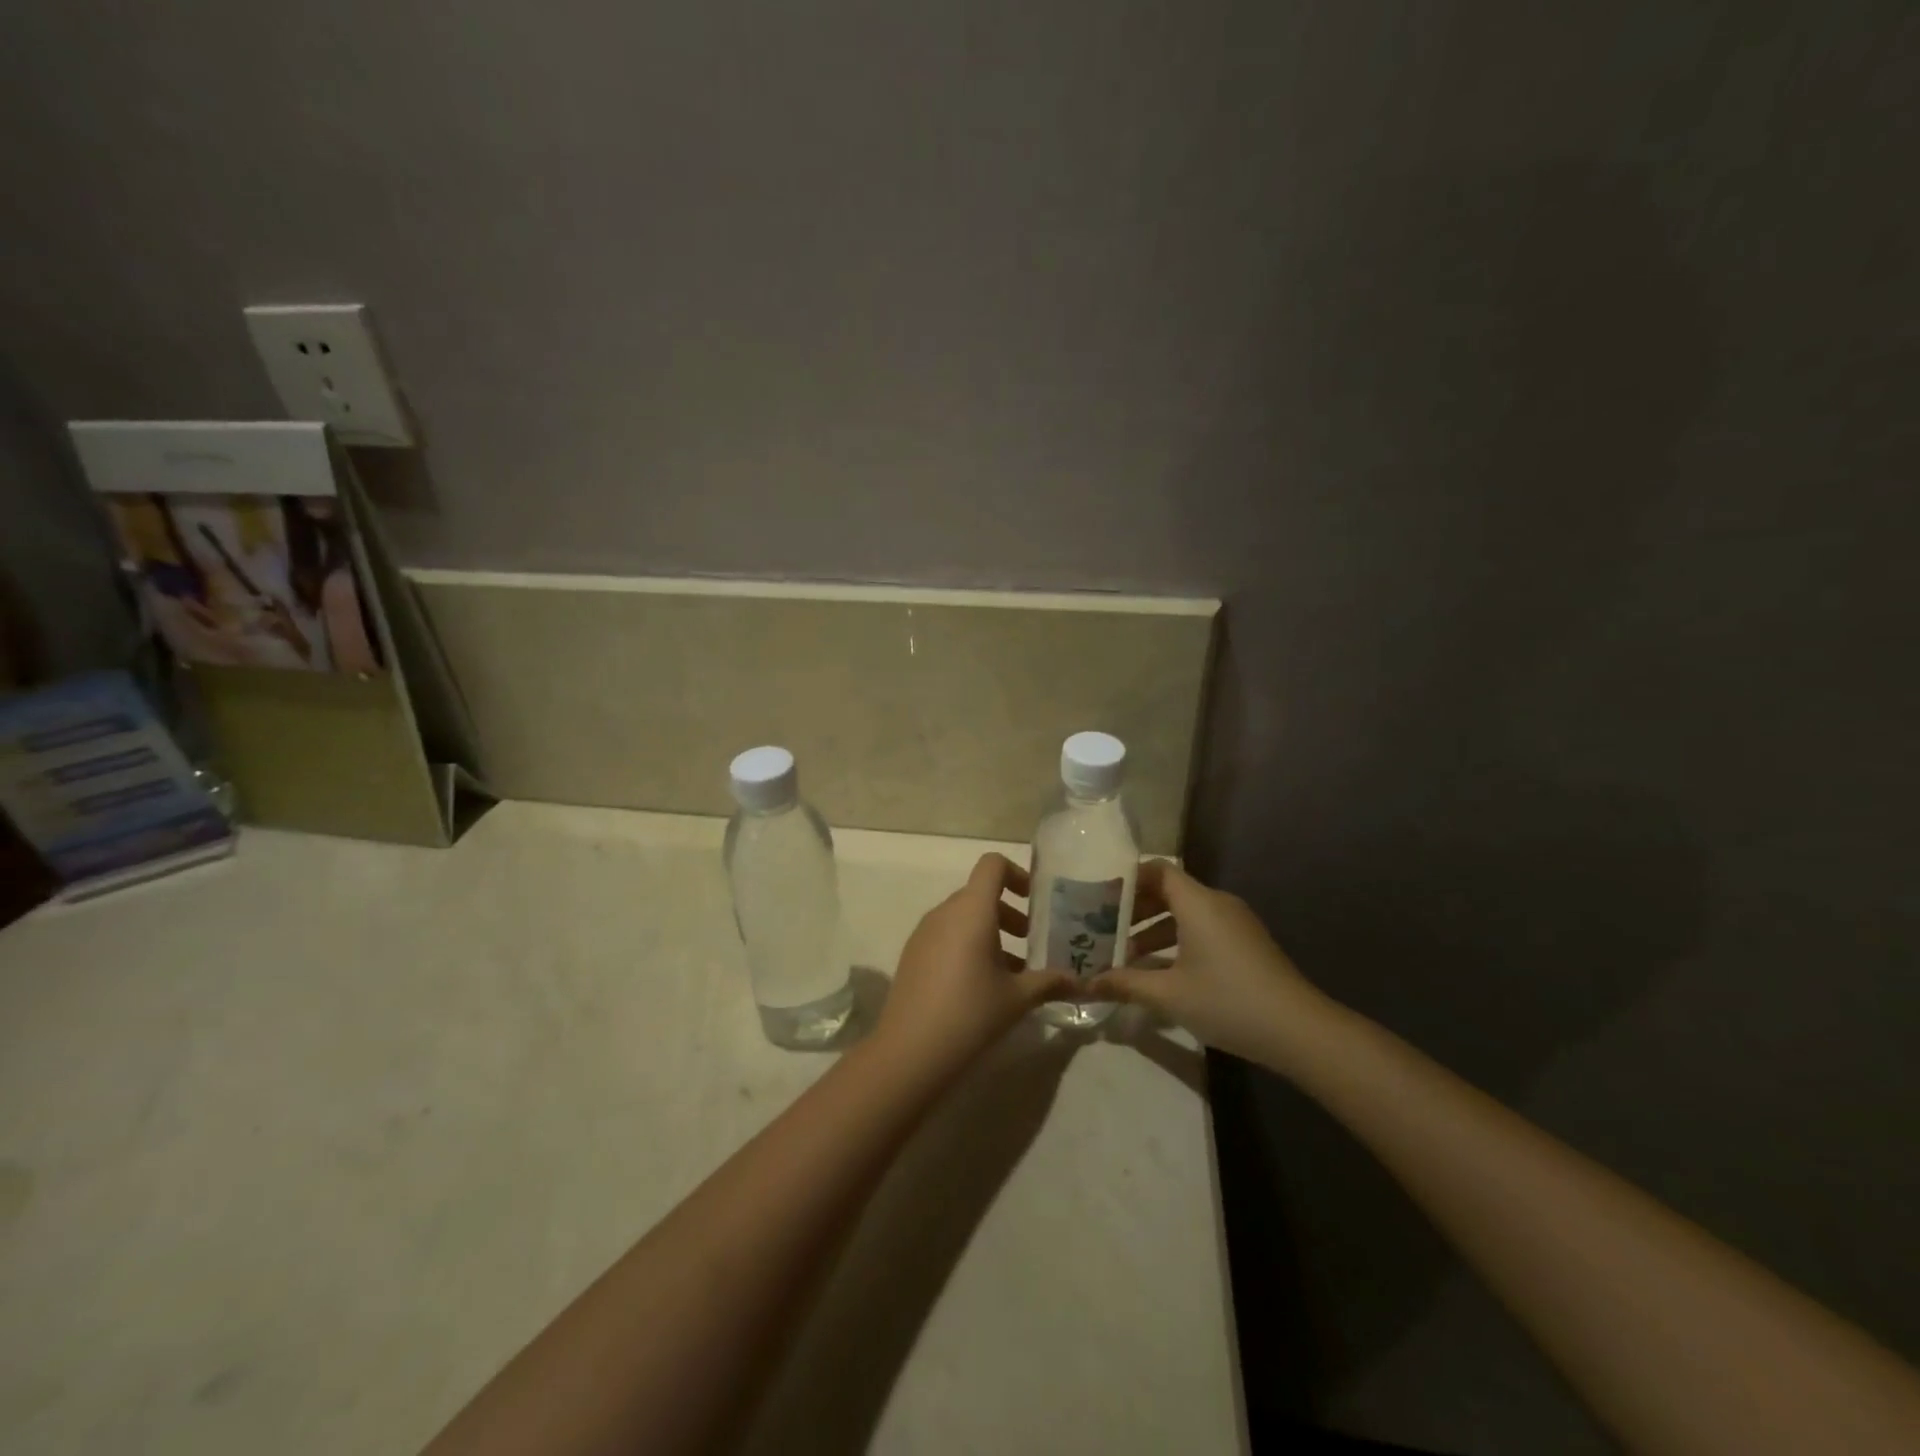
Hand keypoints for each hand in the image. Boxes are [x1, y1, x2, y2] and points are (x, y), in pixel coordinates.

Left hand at [877, 854, 1074, 1075]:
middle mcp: (945, 911)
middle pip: (980, 893)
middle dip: (1010, 912)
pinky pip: (947, 934)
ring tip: (1013, 970)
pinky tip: (982, 985)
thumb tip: (1081, 981)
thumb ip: (1050, 982)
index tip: (1036, 903)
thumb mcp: (1018, 998)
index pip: (992, 864)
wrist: (910, 1051)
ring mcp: (924, 932)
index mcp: (972, 910)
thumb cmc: (971, 1013)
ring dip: (991, 931)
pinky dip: (968, 944)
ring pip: (963, 916)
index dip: (1017, 874)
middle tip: (1033, 942)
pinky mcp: (913, 953)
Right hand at [1088, 860, 1331, 1065]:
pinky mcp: (1245, 943)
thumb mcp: (1169, 994)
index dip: (1127, 879)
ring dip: (1154, 928)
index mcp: (1198, 903)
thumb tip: (1085, 984)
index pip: (1157, 870)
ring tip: (1125, 954)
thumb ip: (1125, 983)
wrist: (1299, 1030)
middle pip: (1169, 891)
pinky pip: (1202, 928)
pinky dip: (1177, 940)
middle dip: (1135, 908)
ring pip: (1185, 913)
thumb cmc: (1228, 1001)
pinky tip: (1160, 971)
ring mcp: (1235, 923)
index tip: (1098, 896)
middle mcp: (1217, 903)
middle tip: (1103, 927)